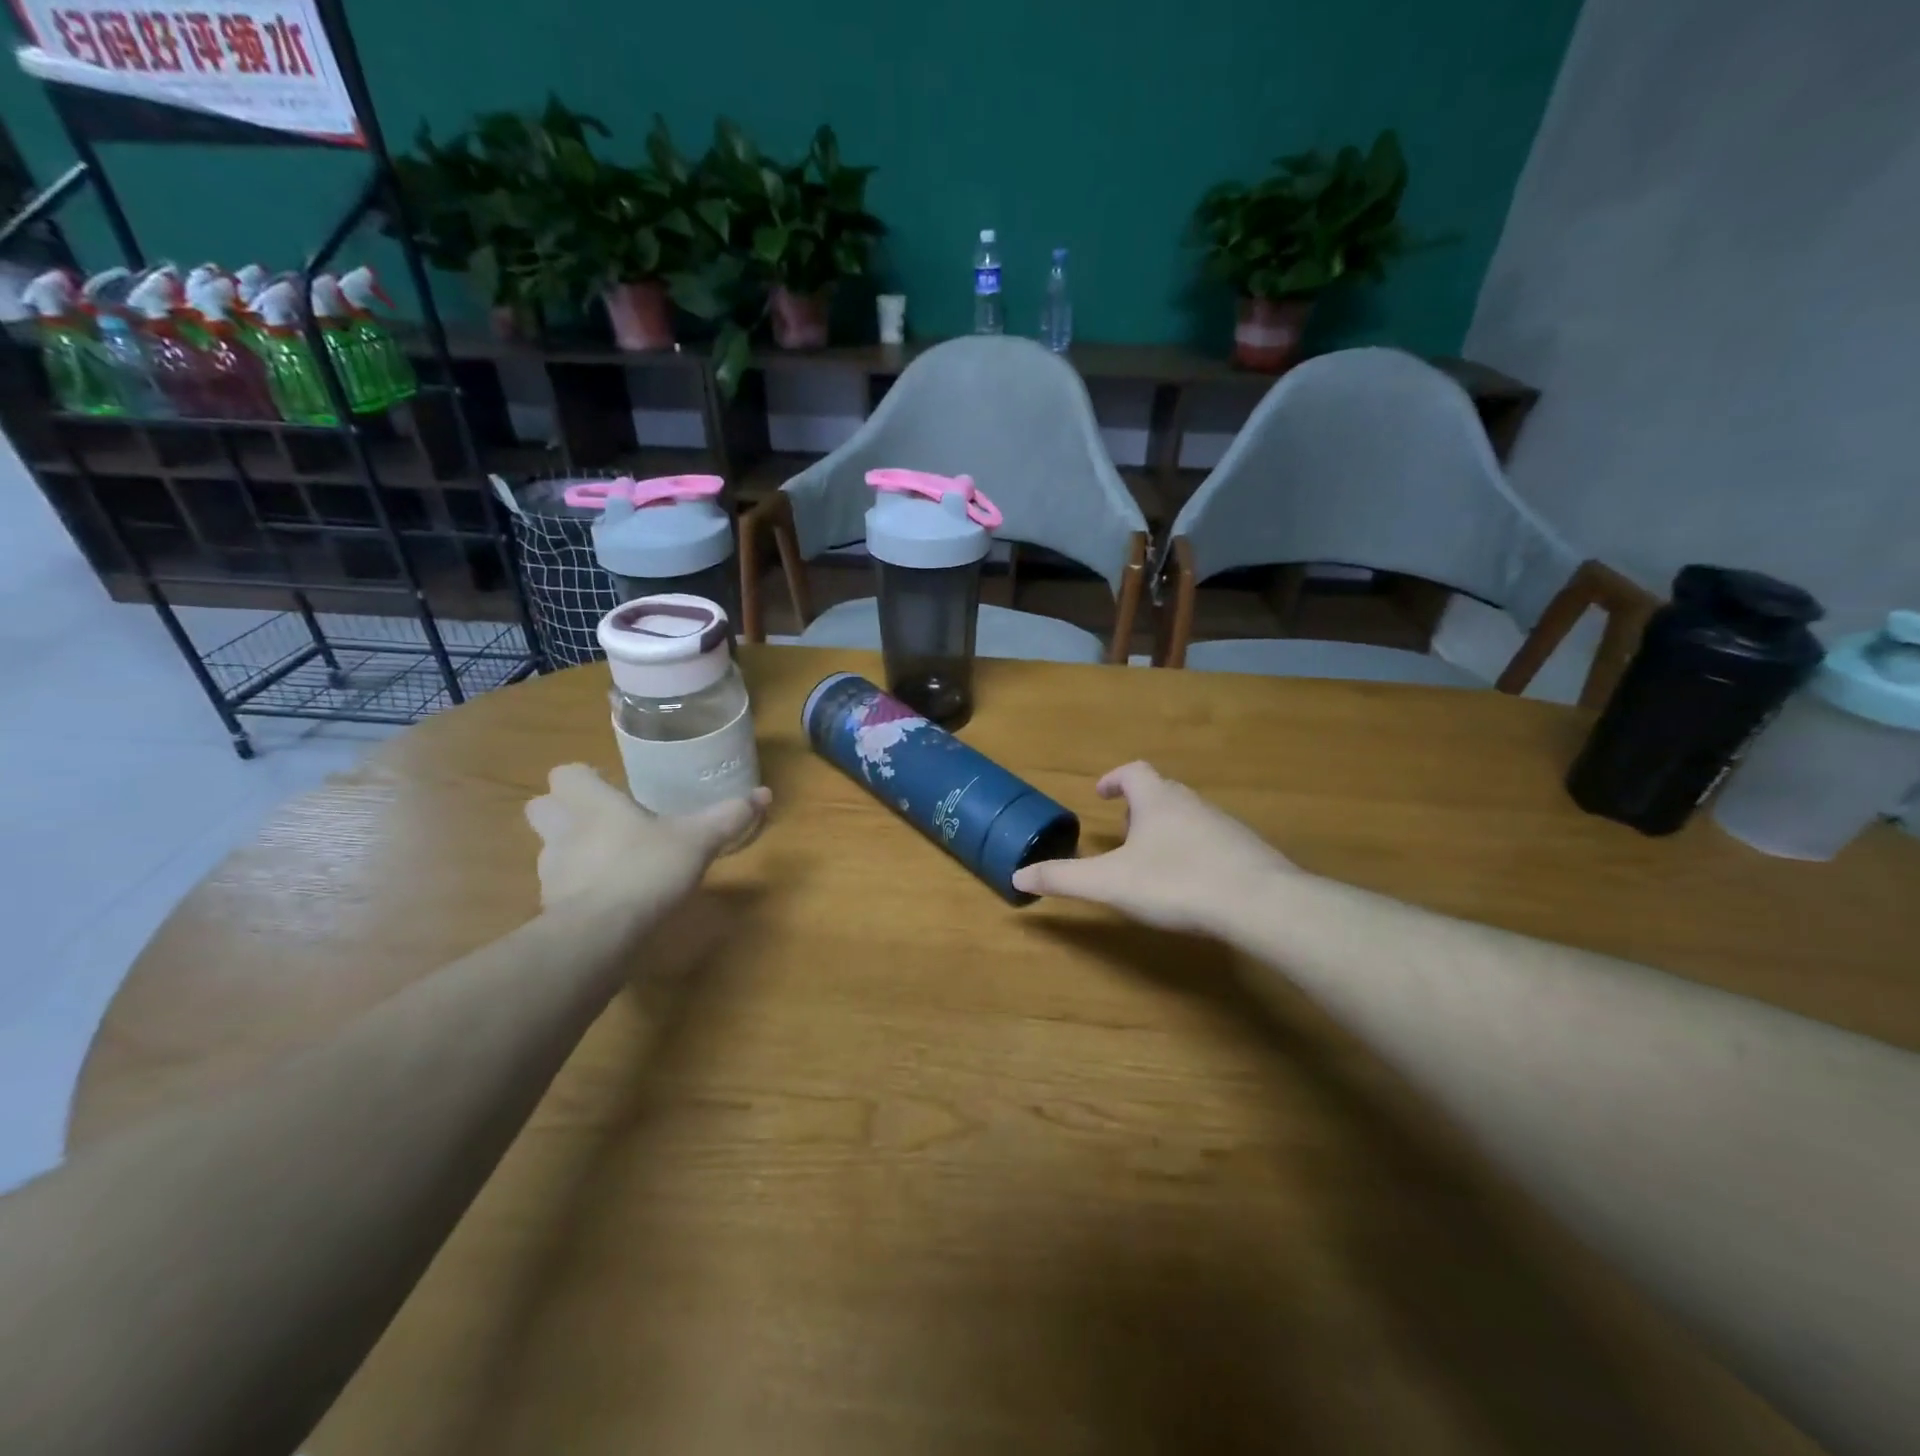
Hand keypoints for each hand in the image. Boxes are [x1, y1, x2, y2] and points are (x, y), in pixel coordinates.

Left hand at [525, 764, 770, 917]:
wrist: (600, 935)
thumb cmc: (646, 869)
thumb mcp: (697, 840)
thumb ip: (728, 816)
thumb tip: (764, 793)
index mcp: (592, 804)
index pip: (565, 774)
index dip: (584, 778)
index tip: (612, 788)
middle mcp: (563, 832)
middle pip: (541, 807)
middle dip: (564, 811)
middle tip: (603, 820)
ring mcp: (550, 871)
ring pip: (548, 850)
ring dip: (571, 850)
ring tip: (610, 862)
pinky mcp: (550, 908)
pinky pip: (560, 888)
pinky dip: (578, 888)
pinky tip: (608, 899)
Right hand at [1011, 761, 1295, 933]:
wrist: (1259, 903)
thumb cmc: (1176, 882)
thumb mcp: (1110, 883)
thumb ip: (1063, 878)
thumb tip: (1017, 876)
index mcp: (1157, 800)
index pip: (1132, 771)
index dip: (1114, 779)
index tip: (1101, 794)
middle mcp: (1191, 802)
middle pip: (1162, 791)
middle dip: (1139, 807)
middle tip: (1124, 831)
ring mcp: (1224, 825)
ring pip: (1188, 815)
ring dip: (1167, 828)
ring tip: (1153, 860)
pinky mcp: (1247, 850)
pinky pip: (1213, 839)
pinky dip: (1194, 850)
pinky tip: (1192, 882)